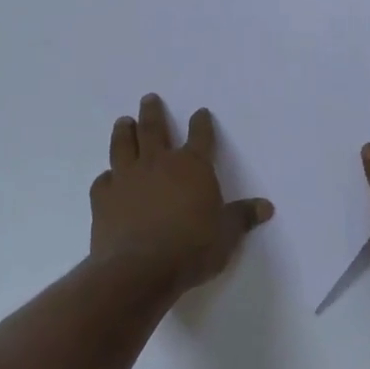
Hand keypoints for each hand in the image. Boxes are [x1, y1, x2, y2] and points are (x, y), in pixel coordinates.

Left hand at [91, 94, 273, 296]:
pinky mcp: (103, 198)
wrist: (140, 269)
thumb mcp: (227, 234)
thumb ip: (242, 217)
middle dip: (153, 112)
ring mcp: (127, 178)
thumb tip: (266, 207)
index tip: (201, 112)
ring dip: (124, 132)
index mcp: (193, 166)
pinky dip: (107, 176)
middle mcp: (159, 163)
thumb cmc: (192, 248)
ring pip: (123, 145)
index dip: (202, 123)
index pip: (201, 136)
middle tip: (149, 98)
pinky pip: (104, 180)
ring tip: (123, 121)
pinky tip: (108, 177)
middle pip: (154, 129)